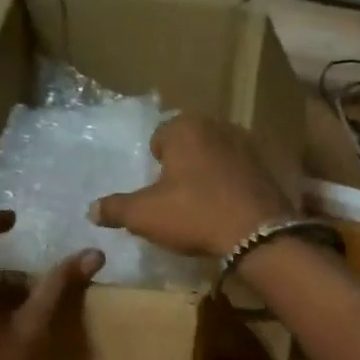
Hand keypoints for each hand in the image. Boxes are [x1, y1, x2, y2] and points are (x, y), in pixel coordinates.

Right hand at [88, 114, 295, 256]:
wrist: (257, 234)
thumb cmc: (194, 215)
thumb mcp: (144, 215)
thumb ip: (115, 209)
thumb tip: (91, 210)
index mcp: (184, 128)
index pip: (160, 136)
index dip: (155, 162)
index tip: (156, 188)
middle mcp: (217, 125)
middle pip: (190, 143)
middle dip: (182, 164)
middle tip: (177, 196)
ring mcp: (247, 144)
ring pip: (216, 155)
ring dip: (208, 172)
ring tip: (203, 204)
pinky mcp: (267, 166)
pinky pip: (239, 171)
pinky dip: (231, 184)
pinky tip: (228, 208)